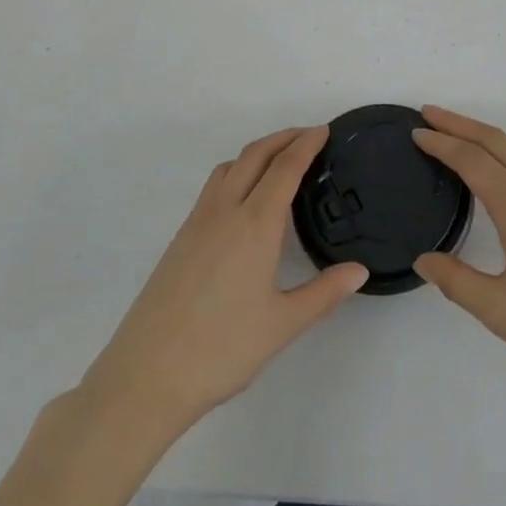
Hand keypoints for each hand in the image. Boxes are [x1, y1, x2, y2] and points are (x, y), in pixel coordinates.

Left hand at [82, 127, 366, 436]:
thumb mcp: (282, 325)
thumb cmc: (221, 349)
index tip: (324, 130)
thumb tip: (359, 271)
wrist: (146, 375)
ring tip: (280, 160)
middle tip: (309, 136)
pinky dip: (237, 171)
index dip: (306, 144)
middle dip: (283, 138)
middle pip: (255, 155)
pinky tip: (245, 198)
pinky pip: (213, 186)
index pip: (285, 168)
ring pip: (229, 166)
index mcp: (254, 224)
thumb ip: (324, 293)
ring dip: (258, 152)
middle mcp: (225, 211)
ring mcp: (197, 222)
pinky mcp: (181, 238)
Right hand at [412, 107, 505, 413]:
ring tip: (456, 142)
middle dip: (461, 124)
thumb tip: (424, 260)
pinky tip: (499, 180)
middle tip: (429, 114)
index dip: (442, 143)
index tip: (416, 131)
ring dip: (485, 140)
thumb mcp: (502, 312)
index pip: (474, 161)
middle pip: (498, 142)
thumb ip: (456, 281)